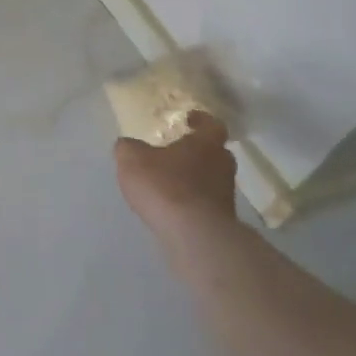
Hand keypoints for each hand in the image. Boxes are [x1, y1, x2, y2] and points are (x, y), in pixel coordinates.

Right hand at [115, 111, 237, 239]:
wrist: (194, 236)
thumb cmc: (165, 185)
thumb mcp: (132, 158)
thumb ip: (129, 148)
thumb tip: (129, 145)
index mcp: (205, 144)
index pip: (212, 125)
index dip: (201, 120)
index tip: (189, 119)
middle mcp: (222, 166)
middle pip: (215, 153)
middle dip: (198, 151)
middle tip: (177, 151)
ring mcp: (226, 196)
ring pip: (212, 179)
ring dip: (195, 178)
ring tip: (169, 181)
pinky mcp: (222, 221)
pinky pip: (206, 203)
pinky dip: (192, 201)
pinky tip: (172, 206)